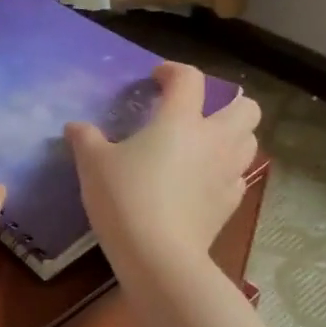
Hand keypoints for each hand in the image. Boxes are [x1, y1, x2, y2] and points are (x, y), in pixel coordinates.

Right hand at [65, 63, 260, 267]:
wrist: (158, 254)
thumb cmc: (125, 198)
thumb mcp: (93, 165)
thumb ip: (85, 139)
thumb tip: (75, 126)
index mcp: (180, 120)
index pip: (189, 79)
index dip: (173, 71)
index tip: (157, 78)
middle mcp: (214, 140)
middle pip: (246, 108)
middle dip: (227, 104)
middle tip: (198, 114)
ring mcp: (228, 173)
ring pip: (250, 142)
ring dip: (233, 137)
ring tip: (205, 146)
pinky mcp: (231, 204)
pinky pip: (238, 177)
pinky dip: (225, 173)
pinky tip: (202, 183)